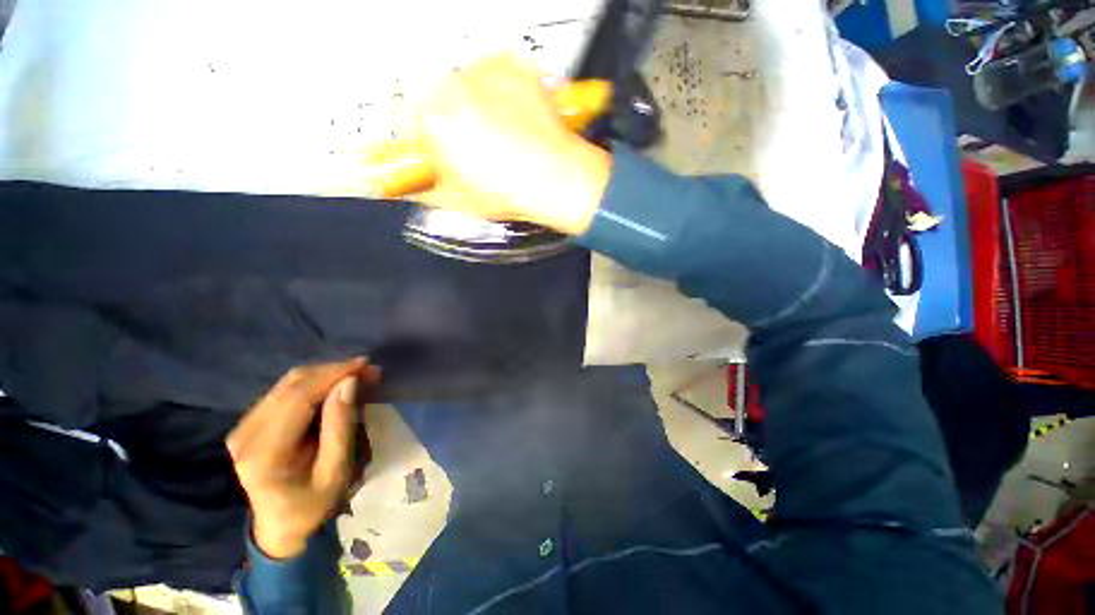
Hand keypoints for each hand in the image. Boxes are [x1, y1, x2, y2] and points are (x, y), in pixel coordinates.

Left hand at [226, 358, 379, 559]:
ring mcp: (243, 427)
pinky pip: (285, 390)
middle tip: (369, 371)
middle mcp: (246, 434)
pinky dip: (315, 383)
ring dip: (326, 374)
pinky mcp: (250, 423)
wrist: (280, 525)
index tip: (367, 366)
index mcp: (265, 453)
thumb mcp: (336, 471)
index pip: (299, 397)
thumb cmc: (313, 503)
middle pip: (292, 384)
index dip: (334, 375)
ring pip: (288, 382)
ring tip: (357, 376)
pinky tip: (335, 387)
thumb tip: (349, 382)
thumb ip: (340, 426)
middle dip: (334, 371)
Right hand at [411, 54, 611, 235]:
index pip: (406, 118)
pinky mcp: (514, 70)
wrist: (556, 178)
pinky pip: (494, 80)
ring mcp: (487, 72)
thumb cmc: (507, 191)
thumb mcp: (458, 200)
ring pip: (465, 88)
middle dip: (446, 122)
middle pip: (436, 99)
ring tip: (496, 137)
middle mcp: (454, 84)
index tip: (431, 151)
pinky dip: (497, 97)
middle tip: (469, 148)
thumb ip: (423, 191)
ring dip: (472, 107)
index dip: (420, 138)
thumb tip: (410, 188)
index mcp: (433, 116)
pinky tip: (512, 122)